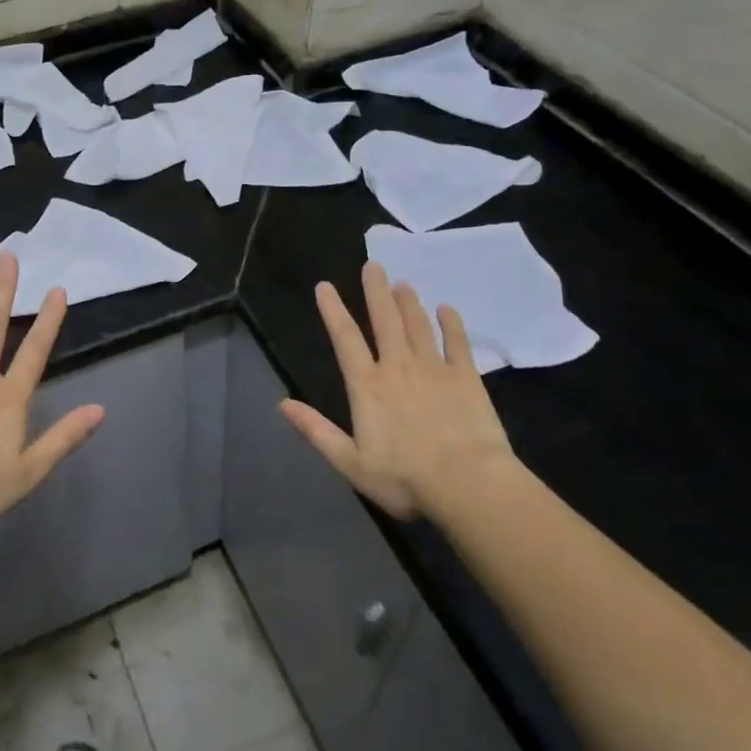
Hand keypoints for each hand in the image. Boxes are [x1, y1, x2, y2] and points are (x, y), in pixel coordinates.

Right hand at [279, 262, 516, 519]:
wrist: (467, 484)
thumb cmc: (404, 478)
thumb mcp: (350, 462)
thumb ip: (316, 431)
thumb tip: (282, 404)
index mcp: (367, 386)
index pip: (345, 339)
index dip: (333, 311)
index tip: (324, 286)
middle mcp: (398, 367)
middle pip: (384, 320)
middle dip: (376, 291)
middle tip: (373, 265)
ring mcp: (435, 369)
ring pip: (418, 325)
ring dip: (409, 302)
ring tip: (403, 283)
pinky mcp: (466, 378)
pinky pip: (458, 343)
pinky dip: (452, 324)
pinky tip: (447, 309)